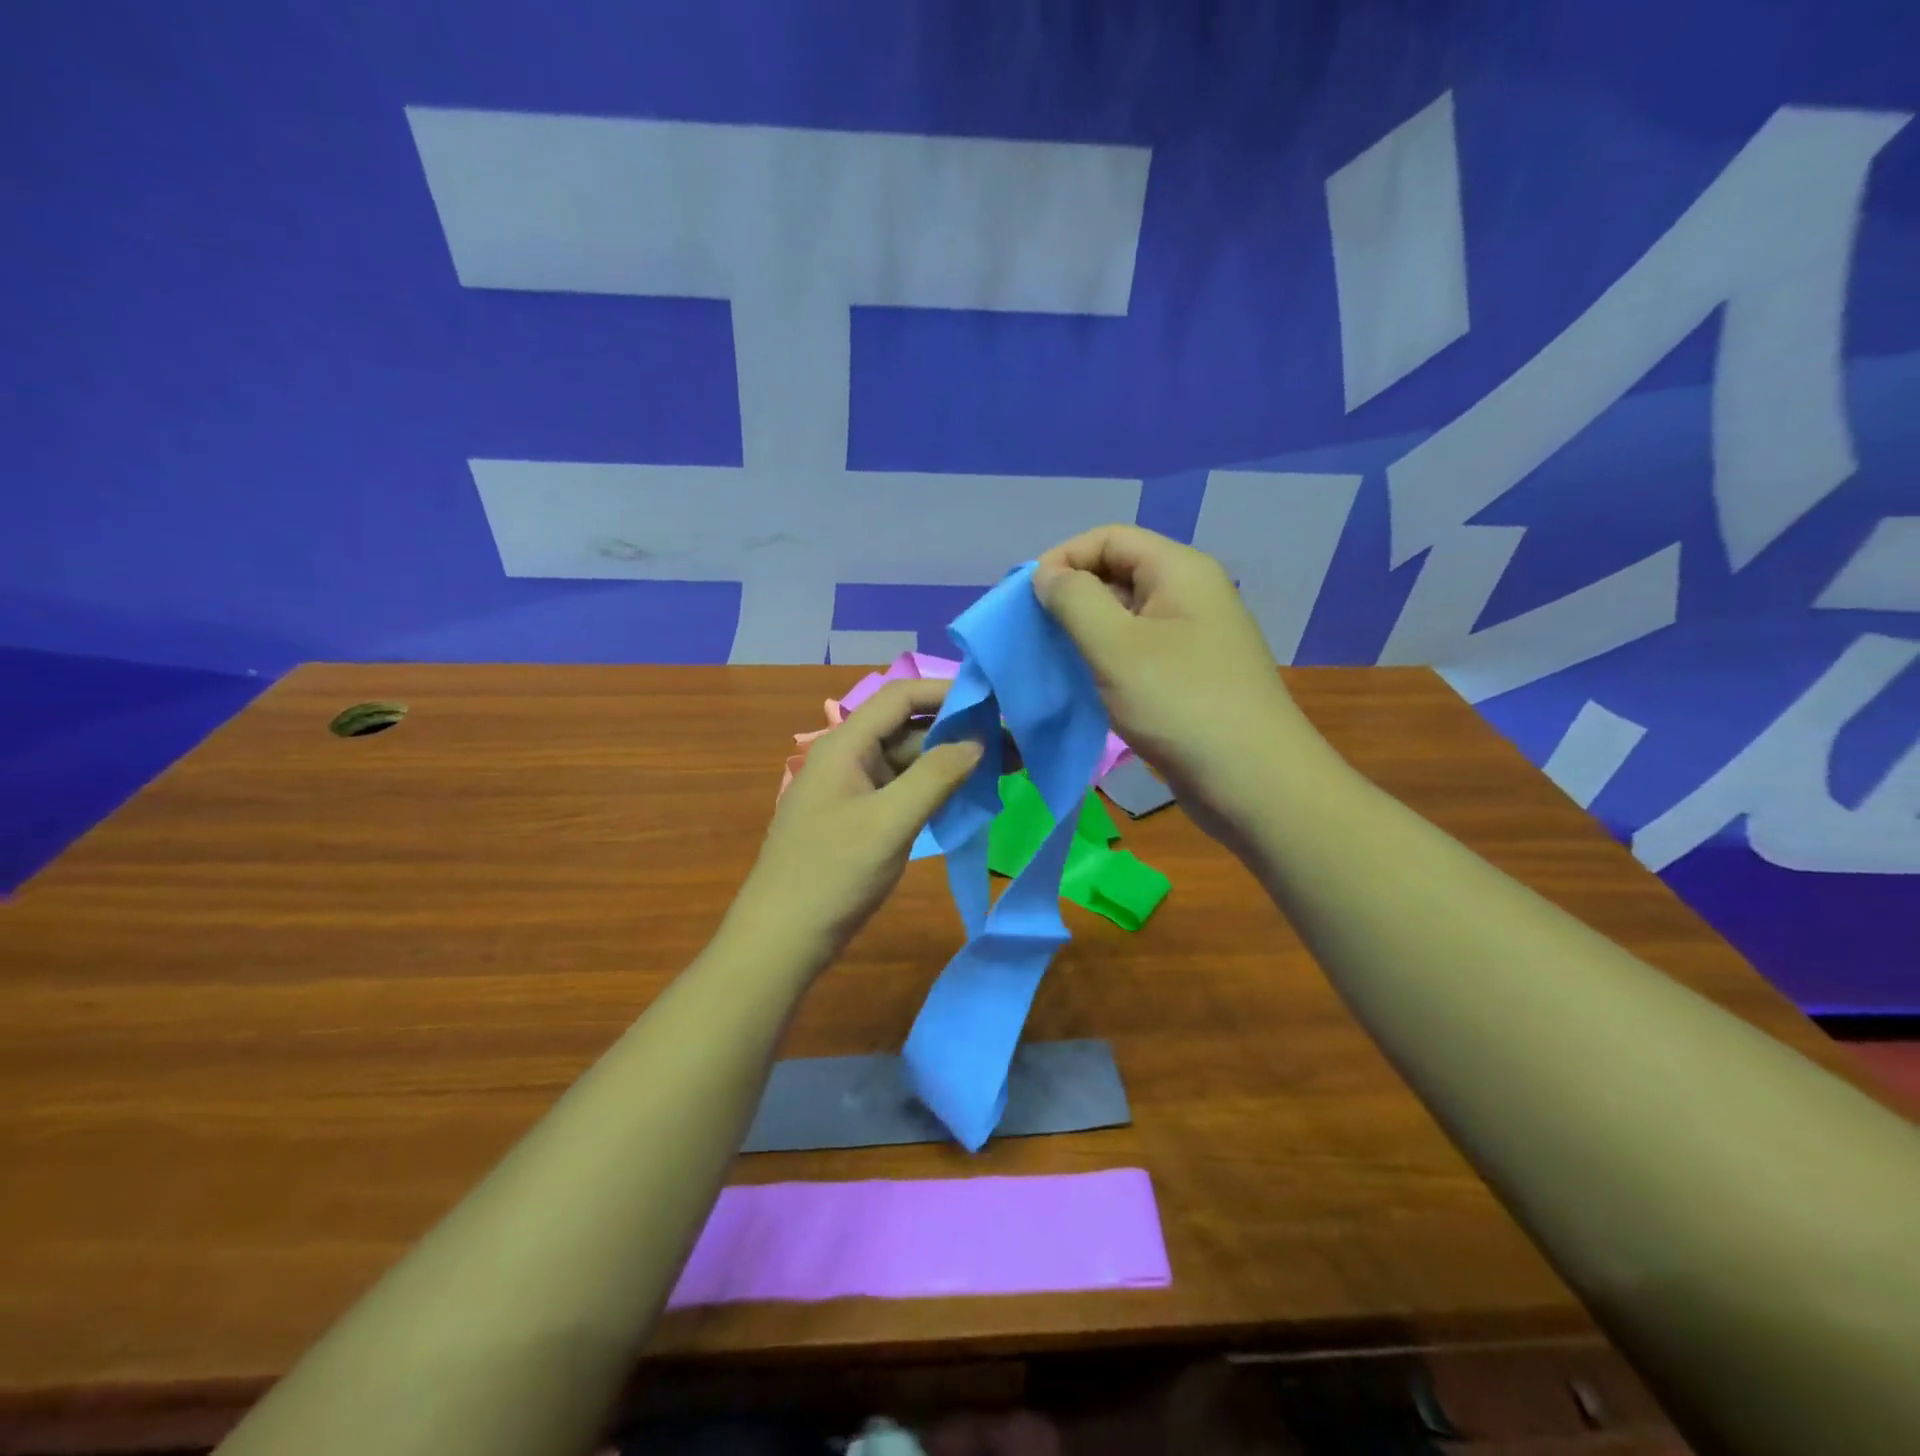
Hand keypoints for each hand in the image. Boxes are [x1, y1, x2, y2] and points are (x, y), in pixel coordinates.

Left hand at [735, 679, 982, 959]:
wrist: (783, 938)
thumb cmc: (833, 873)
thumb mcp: (890, 822)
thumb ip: (935, 776)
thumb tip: (978, 741)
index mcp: (846, 744)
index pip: (901, 696)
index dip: (947, 691)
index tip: (995, 700)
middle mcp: (849, 757)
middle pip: (909, 728)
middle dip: (959, 731)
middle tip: (1014, 743)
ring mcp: (854, 789)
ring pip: (909, 761)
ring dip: (952, 761)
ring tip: (1005, 768)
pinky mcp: (862, 818)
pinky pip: (904, 789)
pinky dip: (936, 788)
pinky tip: (970, 796)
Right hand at [1033, 525, 1339, 842]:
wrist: (1253, 782)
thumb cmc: (1180, 705)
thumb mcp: (1115, 646)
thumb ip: (1074, 600)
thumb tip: (1047, 574)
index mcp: (1179, 570)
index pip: (1108, 538)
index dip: (1063, 559)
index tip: (1027, 601)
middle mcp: (1190, 594)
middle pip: (1118, 573)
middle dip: (1071, 597)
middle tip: (1034, 636)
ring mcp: (1193, 638)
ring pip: (1125, 617)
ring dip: (1085, 633)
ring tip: (1053, 663)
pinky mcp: (1190, 677)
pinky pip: (1138, 653)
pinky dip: (1106, 662)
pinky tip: (1085, 687)